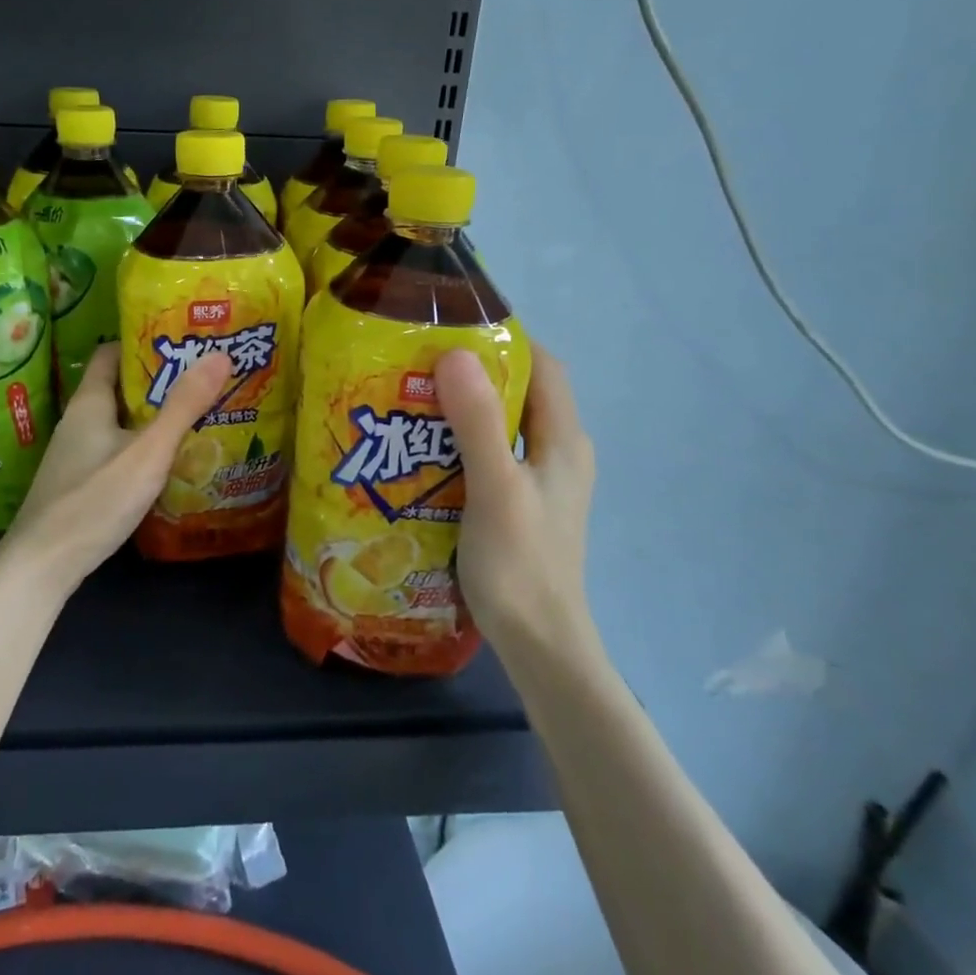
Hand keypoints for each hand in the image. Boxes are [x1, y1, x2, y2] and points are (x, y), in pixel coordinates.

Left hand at [1, 343, 232, 591]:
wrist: (43, 565)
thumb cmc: (95, 499)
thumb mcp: (148, 451)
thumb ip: (183, 406)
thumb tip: (219, 354)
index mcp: (89, 402)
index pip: (110, 353)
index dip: (142, 344)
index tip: (181, 344)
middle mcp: (79, 421)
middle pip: (118, 387)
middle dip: (157, 382)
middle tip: (201, 380)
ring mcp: (76, 454)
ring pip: (118, 422)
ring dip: (151, 417)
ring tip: (195, 416)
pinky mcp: (79, 482)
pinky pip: (115, 449)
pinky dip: (140, 446)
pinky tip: (167, 462)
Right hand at [435, 340, 599, 661]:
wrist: (539, 645)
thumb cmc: (519, 564)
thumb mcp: (494, 487)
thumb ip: (477, 422)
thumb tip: (454, 352)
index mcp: (564, 439)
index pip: (542, 365)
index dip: (503, 340)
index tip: (449, 329)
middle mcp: (558, 452)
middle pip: (519, 392)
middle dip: (472, 373)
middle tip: (416, 364)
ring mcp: (540, 480)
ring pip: (502, 424)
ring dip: (462, 408)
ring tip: (411, 400)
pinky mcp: (520, 503)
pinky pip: (491, 454)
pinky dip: (460, 441)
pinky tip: (423, 451)